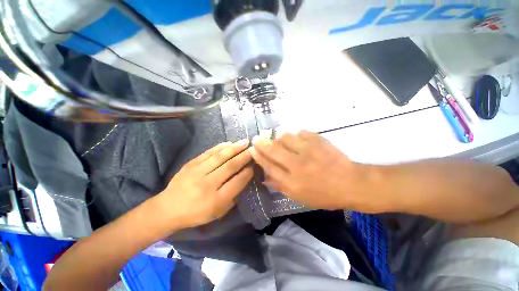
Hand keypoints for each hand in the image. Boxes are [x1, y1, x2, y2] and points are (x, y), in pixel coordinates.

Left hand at [158, 140, 253, 228]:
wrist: (168, 208)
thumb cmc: (197, 213)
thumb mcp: (218, 212)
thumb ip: (232, 196)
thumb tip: (244, 178)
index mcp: (216, 200)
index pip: (237, 182)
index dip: (248, 172)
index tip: (254, 164)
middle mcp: (208, 184)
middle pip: (230, 166)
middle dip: (244, 156)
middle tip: (254, 149)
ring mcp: (198, 172)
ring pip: (220, 157)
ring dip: (235, 148)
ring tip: (245, 142)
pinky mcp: (190, 164)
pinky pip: (208, 153)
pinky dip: (220, 147)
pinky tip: (229, 143)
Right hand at [250, 131, 361, 209]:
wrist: (352, 184)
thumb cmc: (324, 195)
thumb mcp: (300, 197)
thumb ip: (280, 186)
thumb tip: (265, 177)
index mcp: (292, 182)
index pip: (269, 166)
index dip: (259, 157)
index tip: (252, 150)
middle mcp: (297, 165)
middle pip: (273, 150)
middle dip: (262, 144)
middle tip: (257, 139)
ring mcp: (309, 151)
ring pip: (286, 137)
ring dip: (280, 138)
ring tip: (281, 140)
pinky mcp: (319, 141)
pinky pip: (301, 132)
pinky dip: (297, 135)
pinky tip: (299, 139)